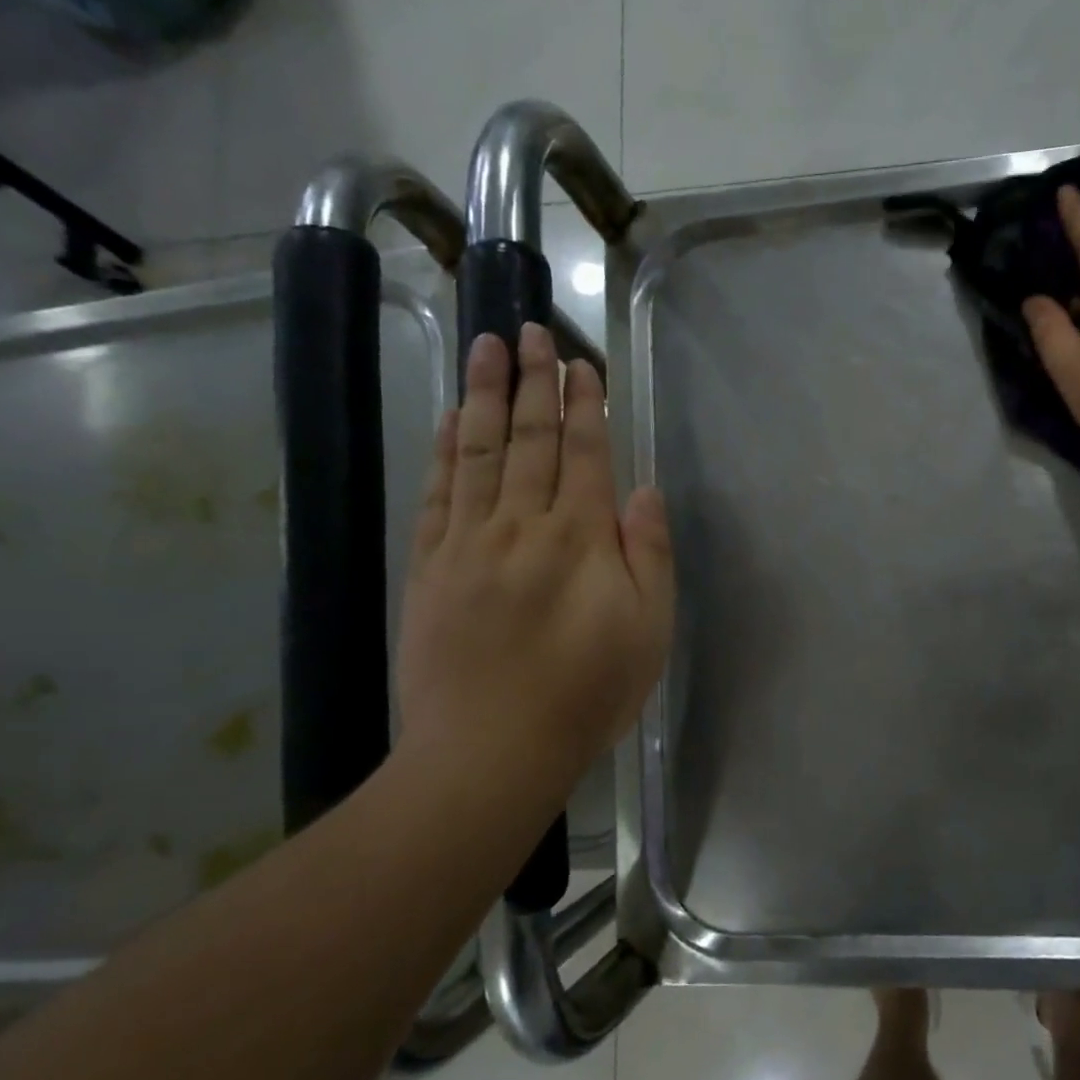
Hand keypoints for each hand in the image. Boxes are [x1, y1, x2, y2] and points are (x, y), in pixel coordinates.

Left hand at [394, 326, 673, 822]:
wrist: (491, 749)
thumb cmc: (586, 695)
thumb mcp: (649, 632)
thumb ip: (650, 555)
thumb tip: (643, 491)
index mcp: (581, 539)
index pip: (584, 454)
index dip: (584, 407)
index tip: (580, 365)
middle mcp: (523, 524)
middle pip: (529, 438)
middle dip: (533, 381)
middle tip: (531, 330)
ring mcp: (469, 541)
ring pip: (478, 450)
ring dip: (484, 394)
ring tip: (487, 346)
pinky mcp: (430, 565)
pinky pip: (438, 491)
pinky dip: (444, 448)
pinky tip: (449, 418)